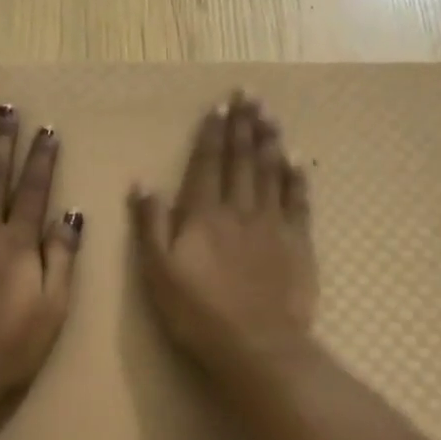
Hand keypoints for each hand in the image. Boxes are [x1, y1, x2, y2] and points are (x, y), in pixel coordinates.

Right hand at [130, 93, 316, 384]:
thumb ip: (150, 225)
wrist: (257, 345)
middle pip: (242, 159)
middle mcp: (239, 209)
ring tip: (269, 113)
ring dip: (269, 140)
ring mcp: (272, 223)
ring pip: (271, 171)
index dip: (213, 134)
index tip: (219, 107)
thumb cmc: (198, 313)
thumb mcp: (157, 273)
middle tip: (249, 94)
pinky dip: (297, 177)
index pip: (207, 164)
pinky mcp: (298, 242)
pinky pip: (298, 200)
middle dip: (244, 124)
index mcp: (204, 214)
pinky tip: (296, 159)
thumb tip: (142, 183)